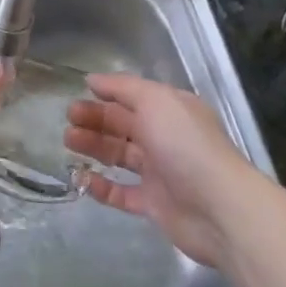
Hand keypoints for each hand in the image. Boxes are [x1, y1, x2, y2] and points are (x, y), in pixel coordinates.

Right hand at [65, 74, 252, 269]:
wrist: (217, 206)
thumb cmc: (185, 145)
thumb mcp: (157, 102)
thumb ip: (124, 88)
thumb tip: (93, 80)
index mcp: (171, 110)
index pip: (134, 97)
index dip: (106, 95)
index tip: (76, 96)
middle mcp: (166, 137)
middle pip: (124, 125)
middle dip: (95, 120)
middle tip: (68, 122)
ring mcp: (160, 172)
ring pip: (120, 156)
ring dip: (94, 148)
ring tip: (69, 143)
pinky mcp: (153, 204)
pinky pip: (122, 193)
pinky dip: (102, 186)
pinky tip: (82, 179)